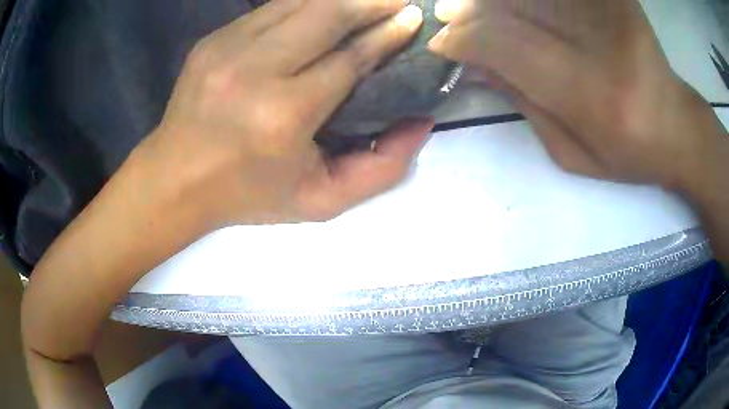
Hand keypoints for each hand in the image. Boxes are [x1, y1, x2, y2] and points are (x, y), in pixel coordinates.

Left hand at [138, 0, 431, 227]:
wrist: (175, 180)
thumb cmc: (248, 195)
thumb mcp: (320, 201)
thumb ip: (381, 169)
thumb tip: (420, 123)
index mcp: (284, 114)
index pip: (350, 58)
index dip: (387, 34)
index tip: (412, 18)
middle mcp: (254, 70)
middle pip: (326, 15)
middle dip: (371, 2)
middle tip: (399, 0)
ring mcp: (227, 48)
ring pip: (298, 2)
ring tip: (368, 0)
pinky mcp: (212, 40)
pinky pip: (271, 9)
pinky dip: (305, 4)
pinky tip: (323, 10)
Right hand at [428, 0, 723, 192]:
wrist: (676, 125)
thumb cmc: (628, 153)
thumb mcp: (573, 152)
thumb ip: (526, 105)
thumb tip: (478, 66)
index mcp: (591, 94)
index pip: (506, 45)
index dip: (465, 39)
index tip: (442, 43)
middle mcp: (601, 43)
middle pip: (513, 8)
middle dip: (471, 12)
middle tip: (447, 15)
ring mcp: (610, 11)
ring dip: (494, 1)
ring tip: (473, 8)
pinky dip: (531, 2)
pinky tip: (517, 9)